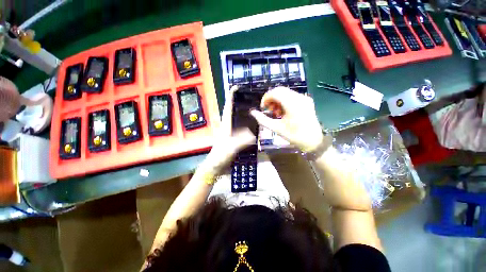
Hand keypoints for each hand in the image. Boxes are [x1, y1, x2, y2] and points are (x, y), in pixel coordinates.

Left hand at [200, 86, 254, 173]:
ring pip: (238, 119)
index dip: (231, 97)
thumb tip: (254, 134)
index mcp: (225, 125)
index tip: (235, 87)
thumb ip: (242, 141)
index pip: (228, 107)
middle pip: (233, 111)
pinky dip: (247, 125)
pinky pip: (242, 128)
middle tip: (250, 97)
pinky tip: (254, 125)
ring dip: (244, 113)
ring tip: (255, 109)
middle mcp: (228, 126)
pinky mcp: (234, 138)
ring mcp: (231, 132)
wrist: (216, 165)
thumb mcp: (231, 147)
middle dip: (239, 102)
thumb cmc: (220, 155)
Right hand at [250, 87, 322, 151]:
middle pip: (280, 90)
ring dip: (277, 100)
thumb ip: (263, 119)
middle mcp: (299, 97)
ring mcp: (304, 98)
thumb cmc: (294, 136)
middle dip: (271, 99)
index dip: (265, 98)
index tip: (262, 108)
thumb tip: (252, 112)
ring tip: (276, 112)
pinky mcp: (306, 100)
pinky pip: (292, 96)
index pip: (275, 92)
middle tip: (268, 110)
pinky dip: (284, 101)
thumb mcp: (276, 128)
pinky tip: (283, 111)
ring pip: (286, 92)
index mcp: (292, 104)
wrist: (313, 140)